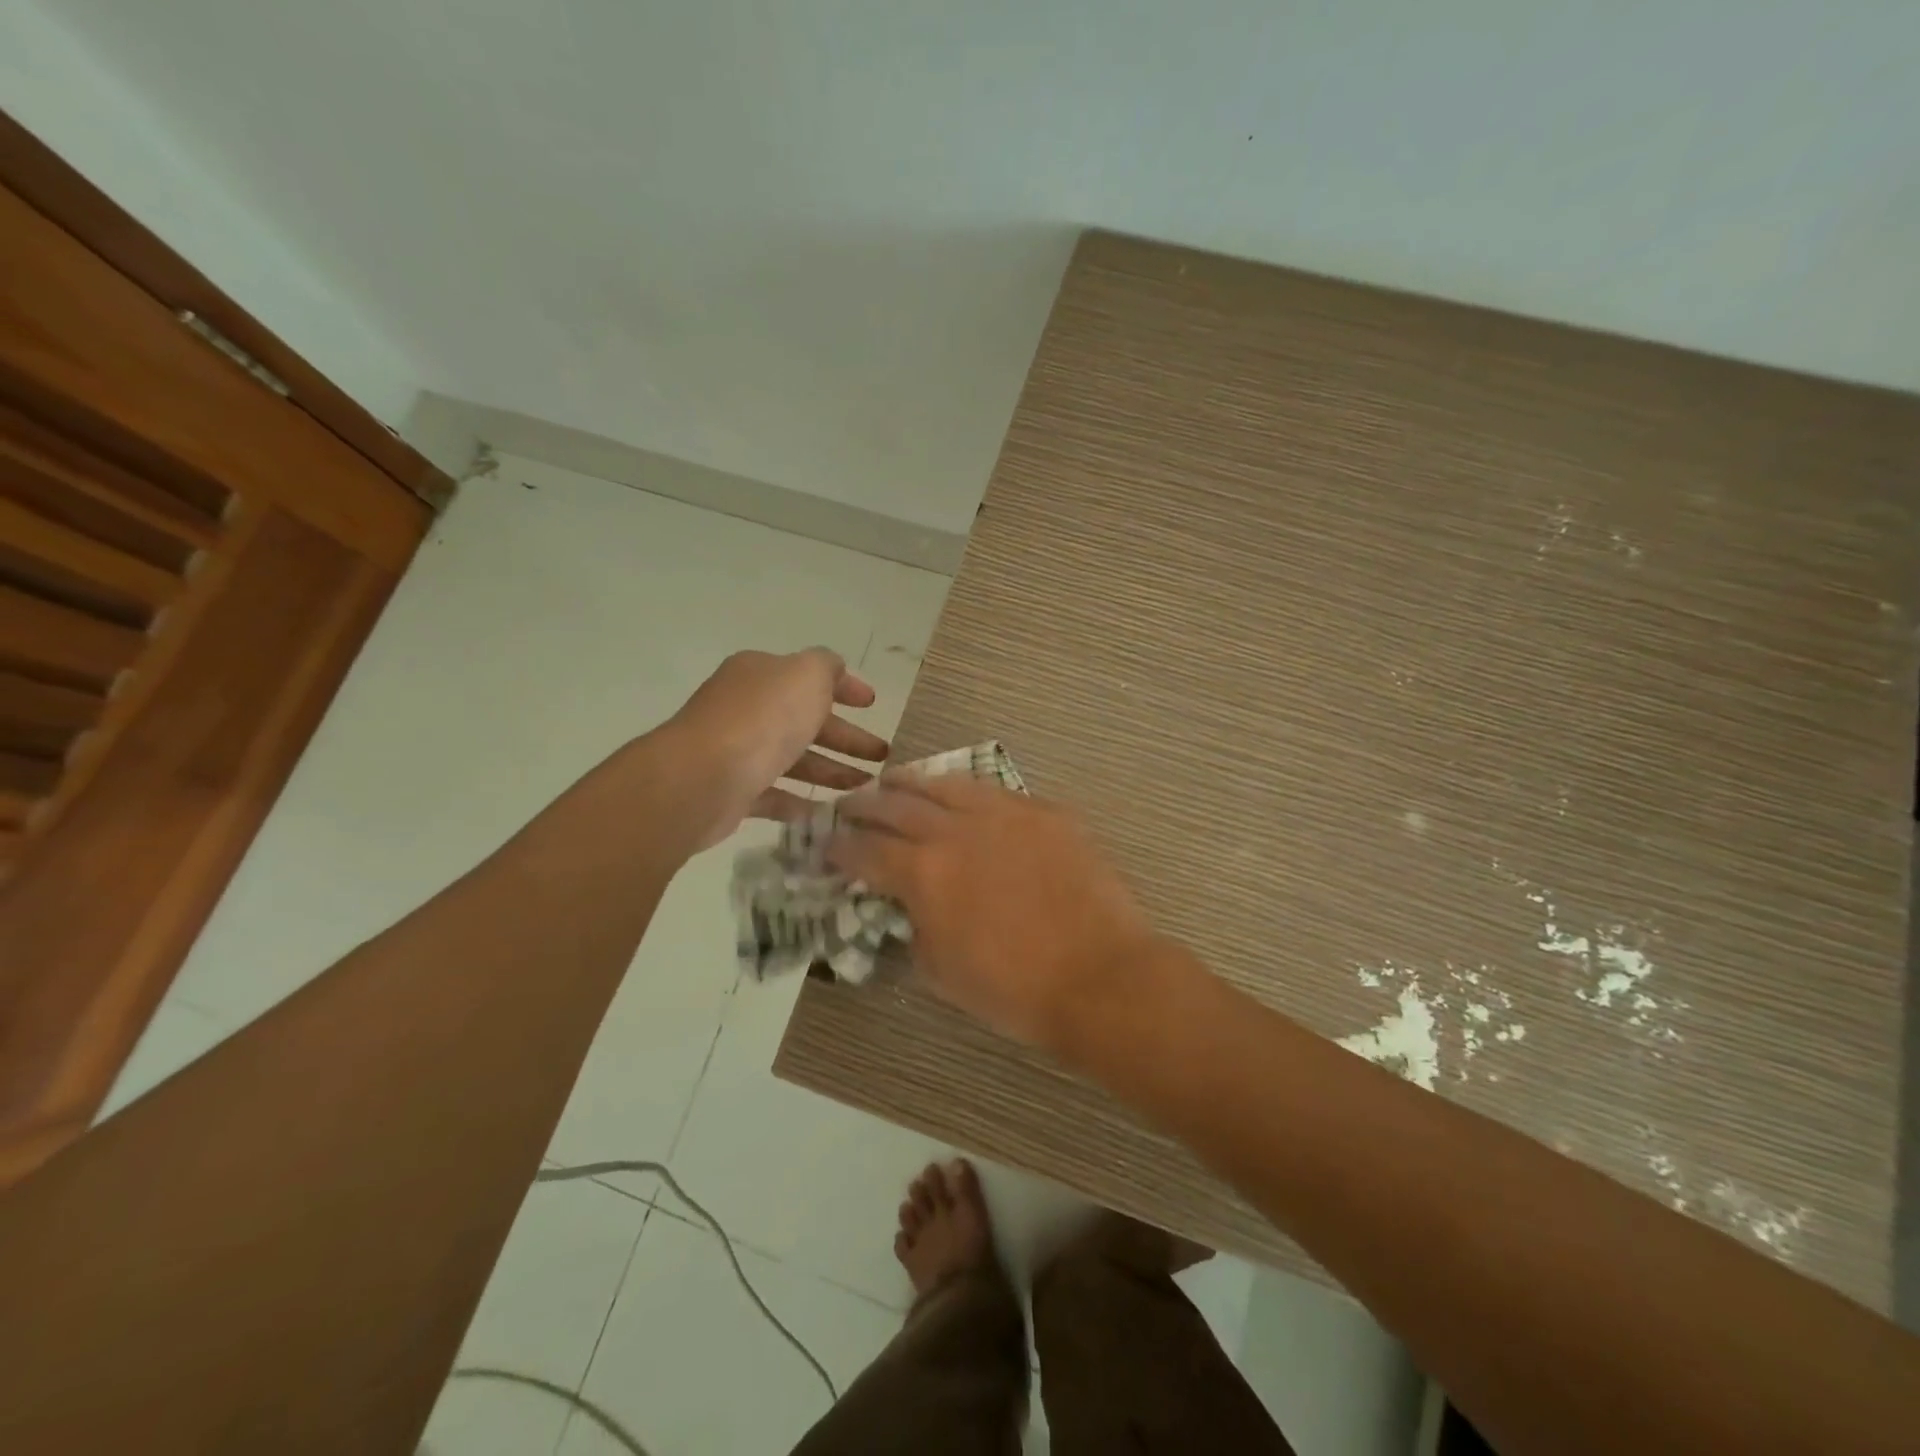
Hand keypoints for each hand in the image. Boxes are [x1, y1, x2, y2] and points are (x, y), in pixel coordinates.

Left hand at [665, 649, 889, 848]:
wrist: (703, 777)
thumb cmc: (763, 718)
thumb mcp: (806, 675)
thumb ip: (827, 666)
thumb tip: (836, 670)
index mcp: (762, 674)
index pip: (810, 676)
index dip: (846, 688)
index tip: (874, 705)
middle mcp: (748, 708)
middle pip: (807, 721)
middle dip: (848, 737)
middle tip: (884, 756)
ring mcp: (738, 750)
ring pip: (795, 759)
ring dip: (833, 770)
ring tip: (868, 788)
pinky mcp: (734, 791)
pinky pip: (776, 795)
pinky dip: (802, 802)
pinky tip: (830, 813)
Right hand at [826, 774, 1157, 1047]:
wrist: (1100, 977)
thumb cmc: (1015, 990)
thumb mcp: (941, 973)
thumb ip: (915, 928)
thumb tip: (911, 906)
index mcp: (924, 873)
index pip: (866, 851)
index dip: (840, 847)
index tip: (826, 843)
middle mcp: (957, 831)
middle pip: (898, 806)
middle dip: (866, 804)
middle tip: (850, 803)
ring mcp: (1005, 814)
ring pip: (947, 784)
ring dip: (913, 782)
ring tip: (895, 779)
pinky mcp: (1045, 812)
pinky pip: (996, 792)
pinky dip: (968, 793)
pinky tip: (963, 796)